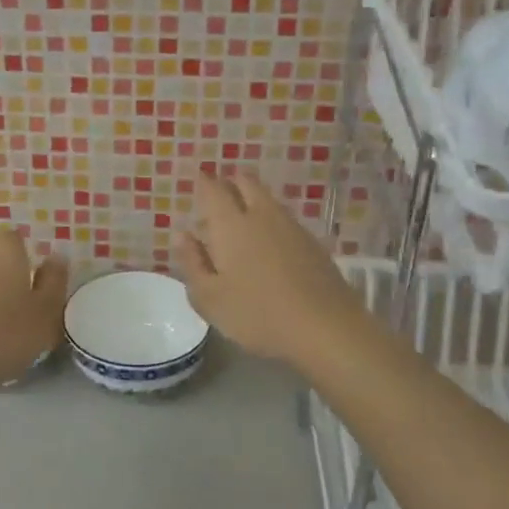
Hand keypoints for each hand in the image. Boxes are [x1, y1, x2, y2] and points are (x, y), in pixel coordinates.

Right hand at [179, 172, 373, 373]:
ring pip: (267, 198)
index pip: (213, 189)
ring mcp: (291, 226)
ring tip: (242, 220)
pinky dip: (271, 221)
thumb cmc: (256, 314)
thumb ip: (192, 263)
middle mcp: (261, 215)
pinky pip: (285, 219)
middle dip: (230, 183)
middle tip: (219, 197)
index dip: (203, 183)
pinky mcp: (313, 242)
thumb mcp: (209, 298)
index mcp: (230, 224)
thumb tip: (183, 235)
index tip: (197, 183)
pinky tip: (270, 244)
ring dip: (252, 200)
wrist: (325, 327)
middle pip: (245, 182)